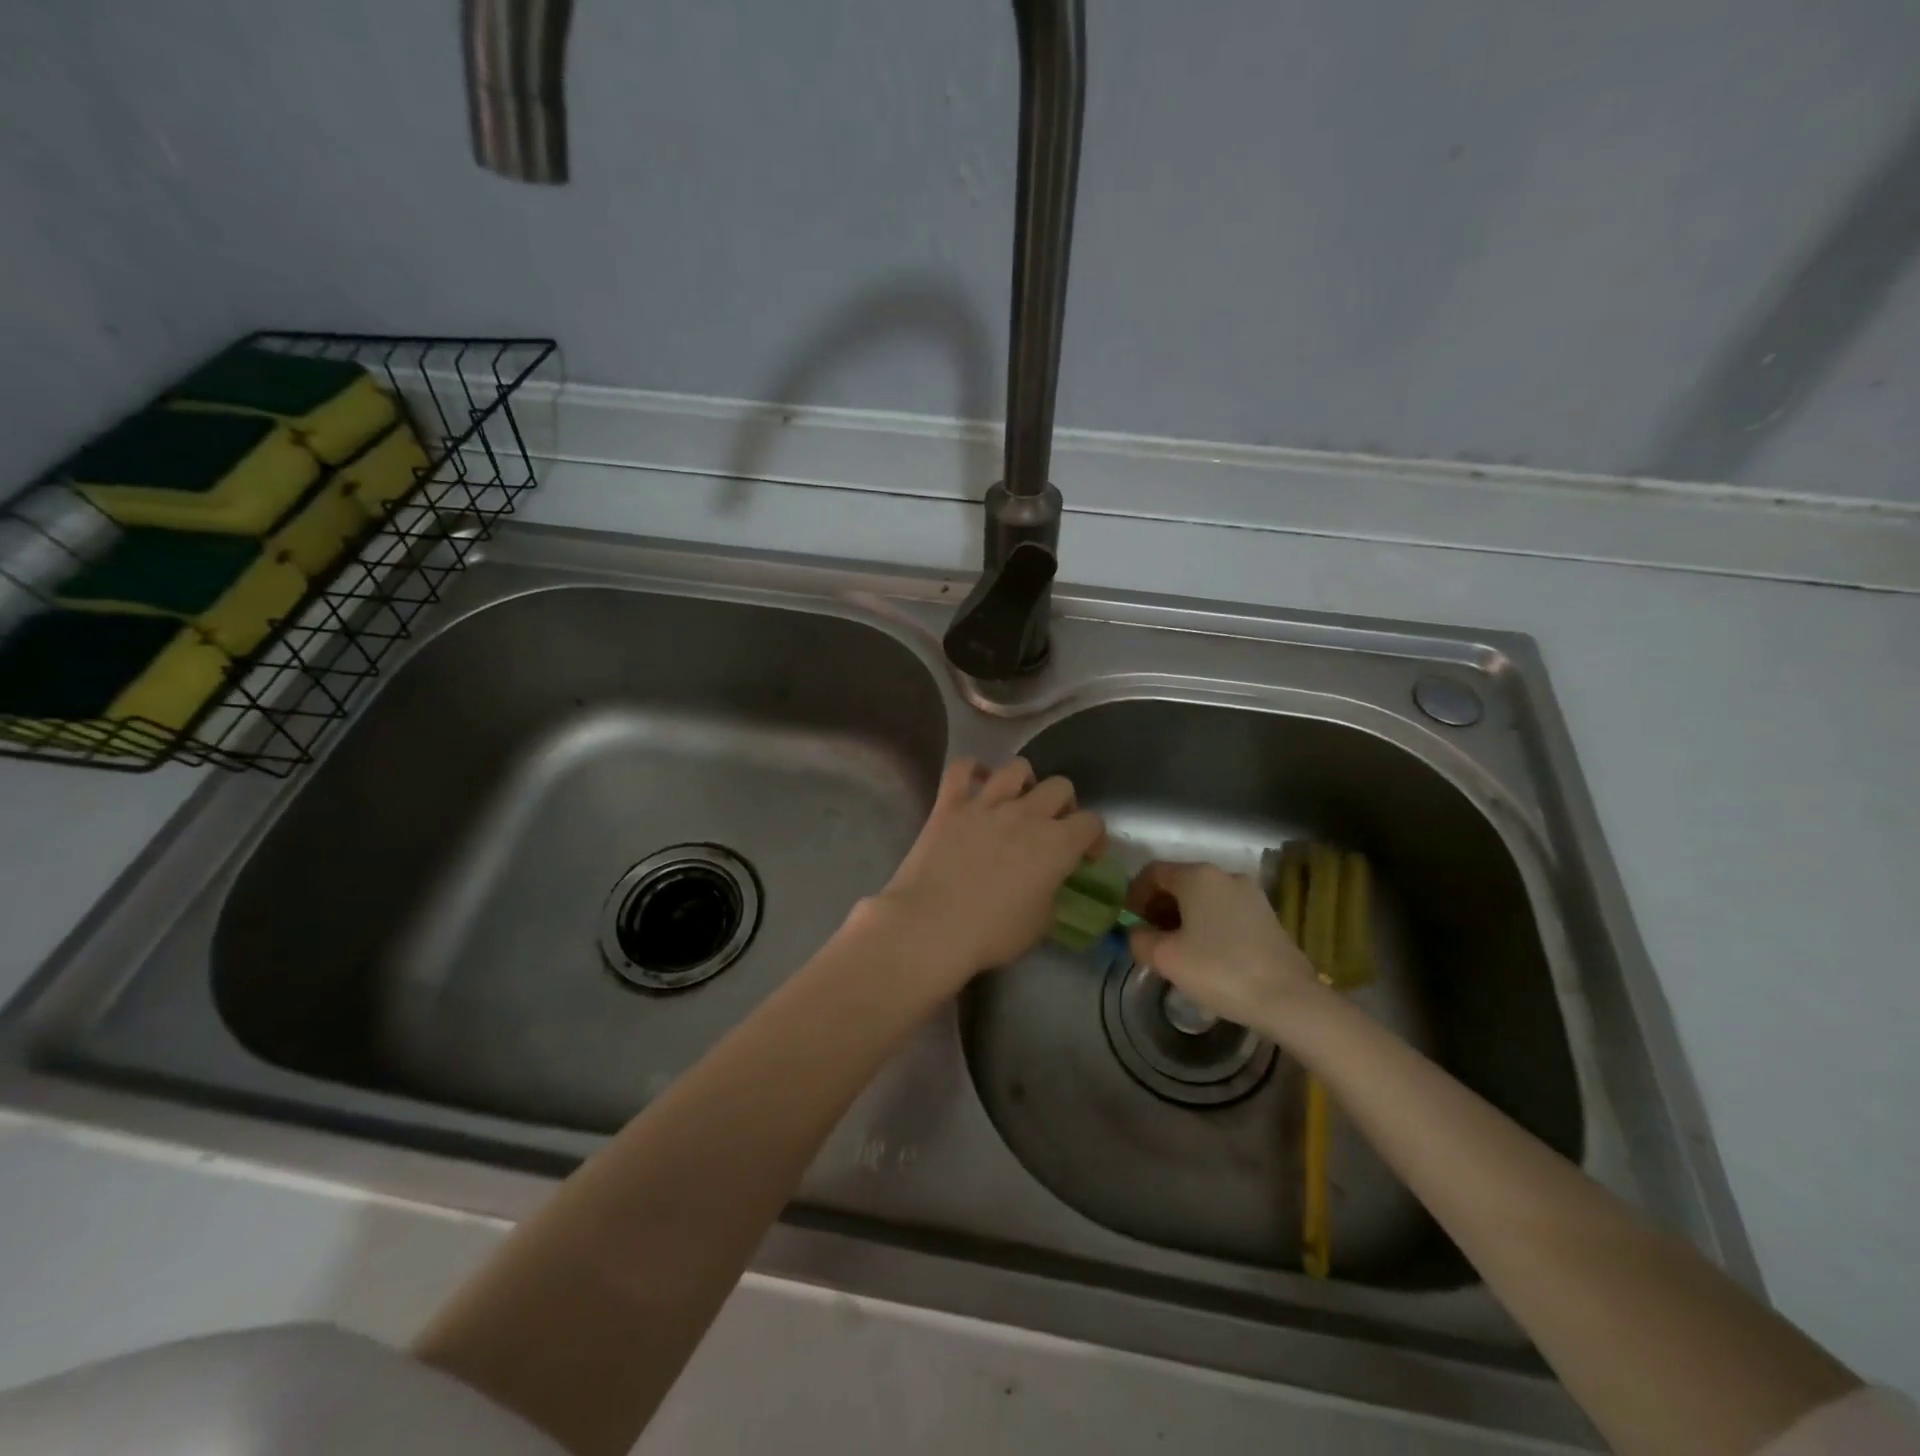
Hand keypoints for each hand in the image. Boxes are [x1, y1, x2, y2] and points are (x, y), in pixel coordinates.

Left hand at [864, 757, 1104, 991]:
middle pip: (1060, 787)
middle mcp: (1026, 814)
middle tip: (1053, 828)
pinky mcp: (949, 804)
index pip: (1092, 823)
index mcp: (1057, 844)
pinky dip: (972, 769)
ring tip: (1018, 800)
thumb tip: (1047, 884)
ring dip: (1025, 782)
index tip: (1086, 856)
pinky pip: (962, 769)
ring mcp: (986, 804)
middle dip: (1064, 805)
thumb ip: (1051, 894)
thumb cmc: (991, 934)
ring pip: (1017, 768)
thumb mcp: (1039, 925)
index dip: (1094, 838)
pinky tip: (976, 781)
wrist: (931, 926)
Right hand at [1125, 861, 1323, 1033]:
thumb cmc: (1220, 970)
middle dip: (1158, 906)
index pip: (1153, 872)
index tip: (1129, 921)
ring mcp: (1250, 894)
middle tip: (1149, 937)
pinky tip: (1206, 954)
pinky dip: (1207, 923)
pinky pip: (1224, 910)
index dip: (1134, 894)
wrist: (1288, 999)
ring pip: (1203, 897)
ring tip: (1176, 949)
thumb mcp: (1165, 958)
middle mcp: (1224, 875)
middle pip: (1179, 882)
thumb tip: (1137, 933)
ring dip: (1183, 916)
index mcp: (1197, 876)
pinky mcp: (1267, 915)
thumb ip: (1140, 939)